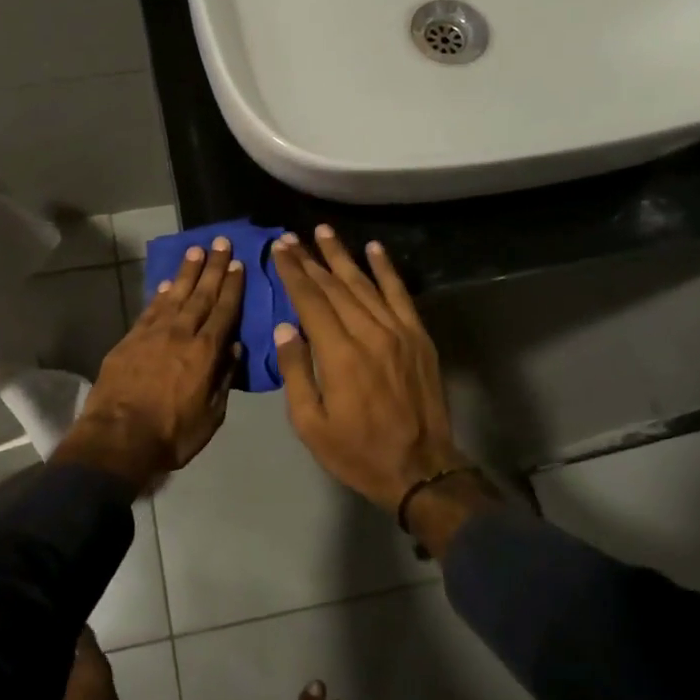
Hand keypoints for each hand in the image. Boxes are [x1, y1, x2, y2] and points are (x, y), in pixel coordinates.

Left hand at [58, 238, 245, 490]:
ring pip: (175, 295)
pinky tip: (169, 282)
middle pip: (201, 294)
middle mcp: (181, 334)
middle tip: (221, 242)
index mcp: (206, 353)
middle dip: (213, 267)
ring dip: (187, 272)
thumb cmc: (171, 435)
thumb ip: (224, 379)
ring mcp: (153, 334)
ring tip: (196, 250)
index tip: (238, 264)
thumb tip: (235, 348)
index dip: (233, 286)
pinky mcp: (130, 339)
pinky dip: (162, 293)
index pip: (224, 311)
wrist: (118, 439)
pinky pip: (151, 309)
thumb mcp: (211, 416)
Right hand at [269, 226, 463, 512]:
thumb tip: (284, 328)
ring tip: (323, 231)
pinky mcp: (418, 337)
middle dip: (310, 259)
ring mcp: (398, 332)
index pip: (311, 301)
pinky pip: (400, 295)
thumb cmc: (357, 451)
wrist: (420, 468)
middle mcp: (369, 333)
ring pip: (365, 283)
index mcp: (339, 355)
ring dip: (342, 255)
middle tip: (291, 237)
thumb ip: (296, 371)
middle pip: (335, 286)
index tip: (279, 249)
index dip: (293, 272)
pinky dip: (387, 269)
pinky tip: (374, 248)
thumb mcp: (310, 424)